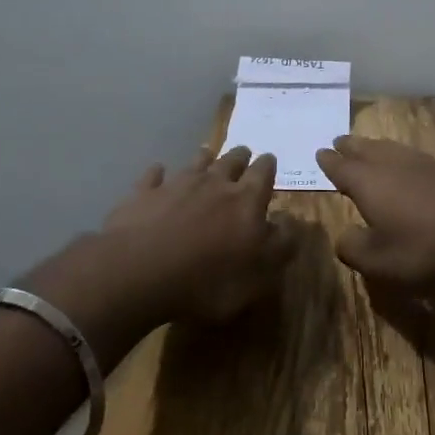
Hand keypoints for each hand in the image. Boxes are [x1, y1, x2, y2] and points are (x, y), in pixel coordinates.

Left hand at [101, 145, 294, 324]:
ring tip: (207, 156)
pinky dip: (158, 174)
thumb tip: (293, 223)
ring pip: (196, 162)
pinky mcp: (144, 193)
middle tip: (243, 155)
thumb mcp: (258, 275)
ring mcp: (176, 184)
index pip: (263, 173)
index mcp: (246, 200)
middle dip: (240, 157)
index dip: (267, 167)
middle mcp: (214, 183)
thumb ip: (281, 246)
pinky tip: (158, 173)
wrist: (140, 272)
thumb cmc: (208, 280)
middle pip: (231, 161)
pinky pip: (154, 176)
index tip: (269, 160)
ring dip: (204, 159)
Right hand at [316, 135, 434, 296]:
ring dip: (375, 147)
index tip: (320, 152)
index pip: (341, 167)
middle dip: (350, 147)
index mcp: (369, 182)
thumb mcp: (382, 264)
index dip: (329, 162)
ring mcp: (424, 163)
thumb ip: (354, 249)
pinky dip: (402, 158)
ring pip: (391, 149)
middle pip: (365, 149)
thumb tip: (342, 236)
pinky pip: (415, 157)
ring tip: (369, 148)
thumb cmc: (430, 250)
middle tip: (339, 142)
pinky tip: (410, 167)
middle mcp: (392, 164)